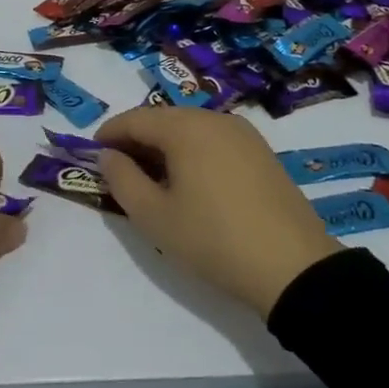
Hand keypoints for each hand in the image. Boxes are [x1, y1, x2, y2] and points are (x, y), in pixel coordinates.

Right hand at [96, 107, 340, 316]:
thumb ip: (122, 180)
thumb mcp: (154, 217)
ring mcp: (242, 133)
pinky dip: (193, 152)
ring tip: (154, 179)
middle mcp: (213, 118)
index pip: (134, 119)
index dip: (109, 134)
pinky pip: (214, 140)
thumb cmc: (214, 240)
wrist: (295, 269)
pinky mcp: (262, 152)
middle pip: (163, 119)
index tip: (93, 155)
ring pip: (190, 128)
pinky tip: (191, 182)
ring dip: (165, 146)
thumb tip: (108, 155)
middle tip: (120, 170)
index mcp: (185, 127)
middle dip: (136, 139)